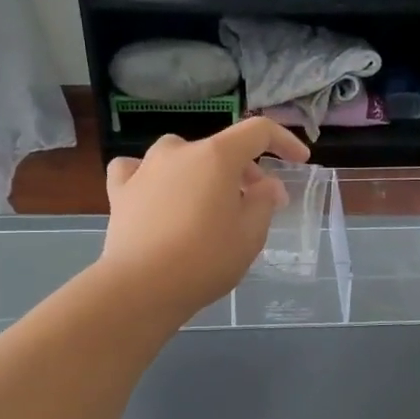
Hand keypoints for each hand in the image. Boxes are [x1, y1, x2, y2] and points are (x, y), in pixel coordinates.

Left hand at [100, 121, 309, 319]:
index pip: (258, 132)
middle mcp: (179, 151)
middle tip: (256, 202)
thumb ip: (264, 202)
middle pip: (220, 149)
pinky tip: (155, 193)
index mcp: (216, 156)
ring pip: (180, 156)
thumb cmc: (205, 260)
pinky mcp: (120, 191)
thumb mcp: (250, 235)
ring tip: (207, 201)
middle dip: (244, 171)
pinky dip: (152, 177)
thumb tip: (266, 185)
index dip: (284, 142)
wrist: (141, 286)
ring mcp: (145, 168)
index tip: (299, 161)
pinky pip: (138, 171)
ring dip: (200, 172)